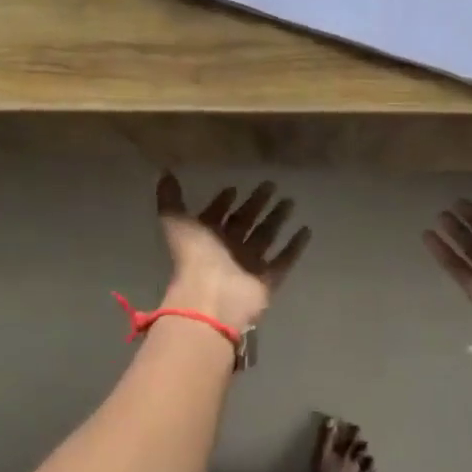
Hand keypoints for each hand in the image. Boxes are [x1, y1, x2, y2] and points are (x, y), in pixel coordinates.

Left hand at [155, 174, 310, 332]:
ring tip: (290, 201)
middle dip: (255, 204)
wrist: (212, 298)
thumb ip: (170, 199)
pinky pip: (284, 259)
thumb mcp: (177, 222)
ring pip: (265, 237)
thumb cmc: (194, 257)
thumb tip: (164, 172)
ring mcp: (249, 265)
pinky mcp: (267, 279)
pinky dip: (295, 246)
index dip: (222, 202)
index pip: (216, 215)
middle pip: (244, 222)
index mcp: (206, 237)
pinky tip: (306, 230)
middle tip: (270, 185)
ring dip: (276, 219)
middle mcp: (228, 250)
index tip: (234, 187)